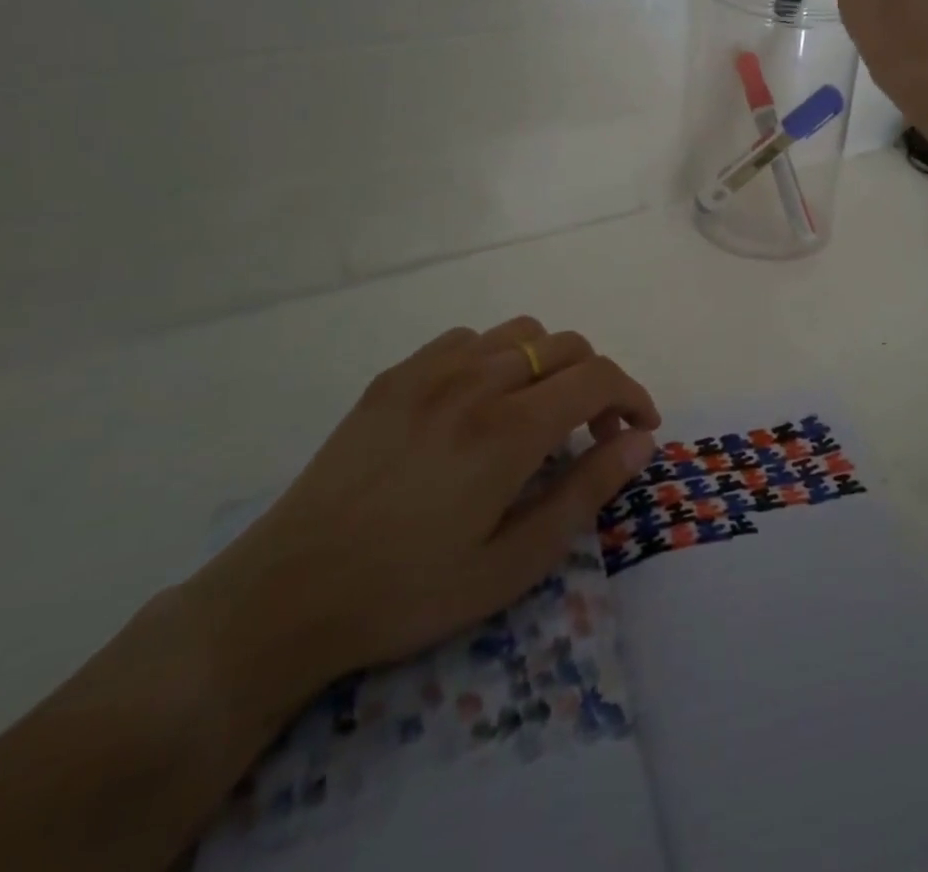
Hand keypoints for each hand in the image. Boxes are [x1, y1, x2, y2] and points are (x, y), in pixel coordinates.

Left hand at [183, 318, 658, 708]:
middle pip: (566, 345)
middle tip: (594, 432)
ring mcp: (430, 371)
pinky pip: (468, 339)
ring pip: (520, 332)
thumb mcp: (511, 566)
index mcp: (508, 430)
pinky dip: (496, 357)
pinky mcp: (395, 375)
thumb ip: (584, 493)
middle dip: (598, 381)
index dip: (632, 395)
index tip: (641, 429)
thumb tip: (639, 442)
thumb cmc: (408, 593)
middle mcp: (476, 382)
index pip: (597, 377)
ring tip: (541, 411)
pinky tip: (481, 402)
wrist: (287, 594)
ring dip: (550, 363)